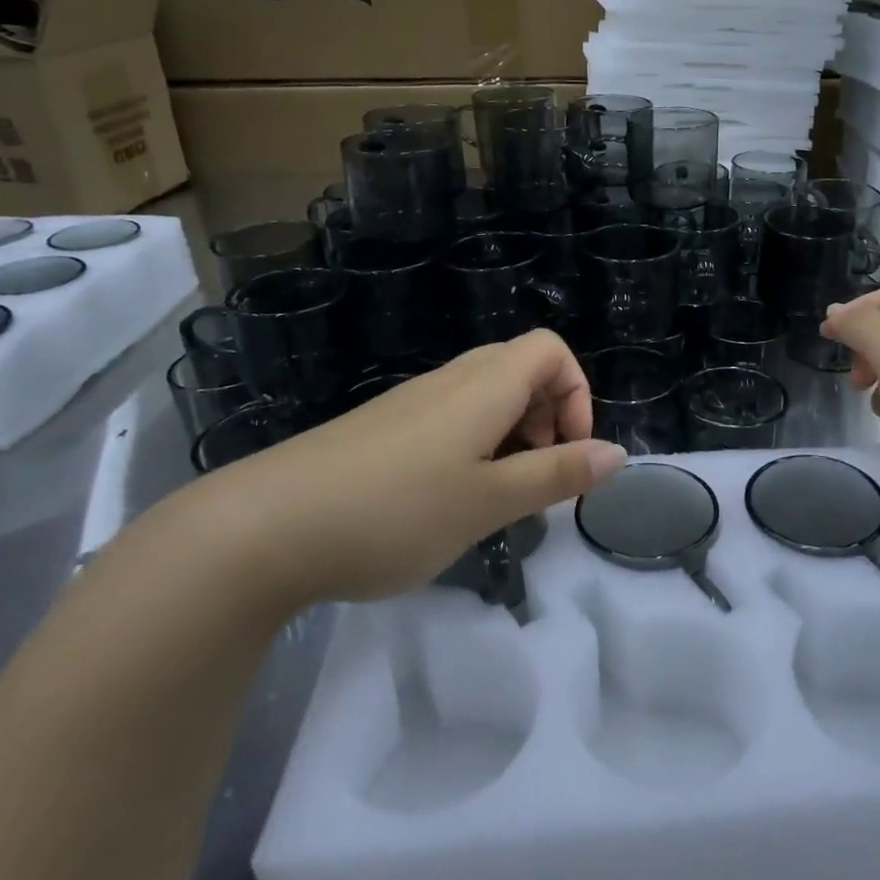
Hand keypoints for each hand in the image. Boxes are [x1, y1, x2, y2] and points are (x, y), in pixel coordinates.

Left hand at [176, 331, 625, 609]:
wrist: (261, 530)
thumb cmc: (393, 512)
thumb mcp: (488, 501)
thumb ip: (556, 475)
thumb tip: (618, 454)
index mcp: (483, 386)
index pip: (550, 349)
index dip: (577, 393)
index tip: (569, 453)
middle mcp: (449, 381)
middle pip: (519, 369)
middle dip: (547, 418)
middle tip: (536, 478)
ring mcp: (409, 403)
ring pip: (483, 397)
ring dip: (510, 437)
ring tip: (496, 499)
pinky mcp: (380, 430)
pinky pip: (447, 420)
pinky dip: (471, 449)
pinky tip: (446, 502)